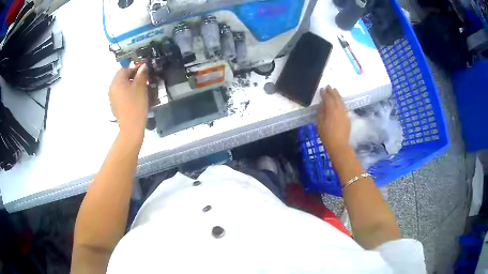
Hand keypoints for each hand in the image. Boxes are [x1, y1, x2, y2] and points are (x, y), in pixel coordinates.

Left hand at [109, 64, 148, 134]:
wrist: (131, 126)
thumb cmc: (136, 104)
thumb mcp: (141, 86)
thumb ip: (142, 74)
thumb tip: (143, 66)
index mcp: (116, 81)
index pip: (125, 68)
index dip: (135, 68)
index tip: (145, 73)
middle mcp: (112, 87)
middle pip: (122, 77)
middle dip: (133, 77)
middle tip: (144, 81)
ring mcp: (112, 97)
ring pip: (122, 86)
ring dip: (131, 85)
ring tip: (141, 90)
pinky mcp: (115, 105)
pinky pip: (121, 94)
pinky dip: (128, 93)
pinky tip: (135, 99)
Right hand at [316, 86, 350, 158]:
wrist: (339, 145)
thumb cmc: (326, 136)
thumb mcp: (319, 124)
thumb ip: (321, 112)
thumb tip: (322, 104)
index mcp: (331, 110)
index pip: (327, 99)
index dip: (324, 93)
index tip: (321, 89)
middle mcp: (339, 109)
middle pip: (336, 98)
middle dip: (332, 92)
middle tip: (328, 86)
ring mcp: (344, 113)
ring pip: (341, 101)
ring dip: (337, 95)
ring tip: (334, 90)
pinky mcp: (347, 117)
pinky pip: (344, 106)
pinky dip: (341, 101)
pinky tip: (339, 101)